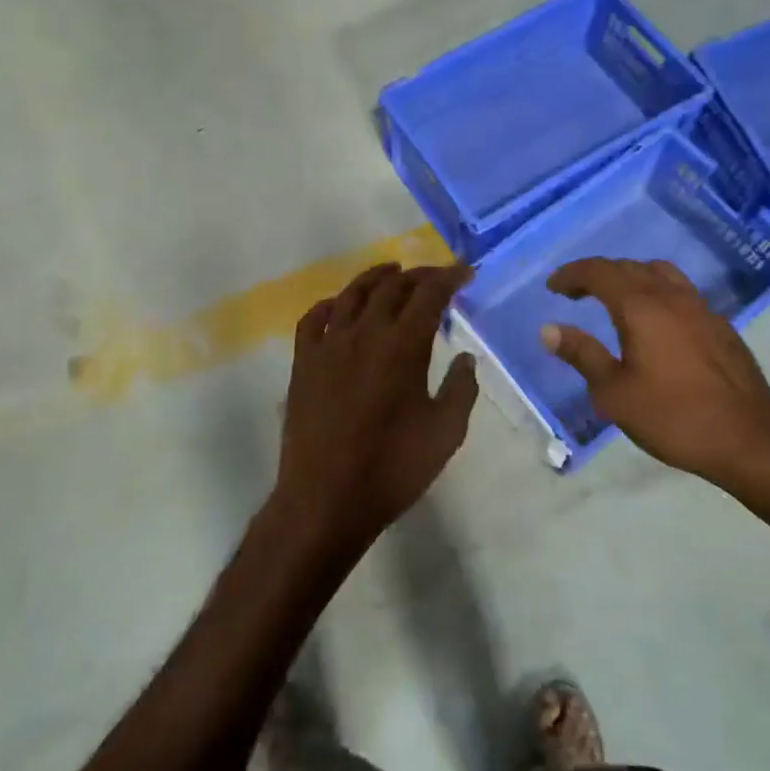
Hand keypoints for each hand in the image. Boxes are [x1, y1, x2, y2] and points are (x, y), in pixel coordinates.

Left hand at [273, 263, 477, 558]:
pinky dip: (331, 304)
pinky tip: (340, 306)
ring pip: (352, 294)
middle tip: (436, 277)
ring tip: (392, 271)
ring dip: (376, 277)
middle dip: (418, 275)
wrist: (326, 499)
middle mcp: (364, 334)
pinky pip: (314, 319)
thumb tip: (465, 356)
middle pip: (392, 287)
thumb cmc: (393, 468)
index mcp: (402, 346)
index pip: (429, 294)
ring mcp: (328, 345)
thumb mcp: (445, 433)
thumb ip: (461, 389)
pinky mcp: (303, 363)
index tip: (466, 272)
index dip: (450, 277)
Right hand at [542, 258, 769, 505]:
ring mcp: (702, 310)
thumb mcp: (614, 393)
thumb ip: (582, 355)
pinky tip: (656, 324)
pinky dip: (658, 294)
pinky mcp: (722, 327)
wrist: (749, 442)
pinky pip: (682, 293)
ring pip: (661, 274)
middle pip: (629, 267)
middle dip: (598, 274)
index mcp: (642, 308)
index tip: (553, 287)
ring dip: (631, 278)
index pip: (599, 272)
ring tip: (615, 300)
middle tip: (576, 294)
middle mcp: (672, 298)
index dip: (572, 275)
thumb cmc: (673, 418)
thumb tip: (549, 329)